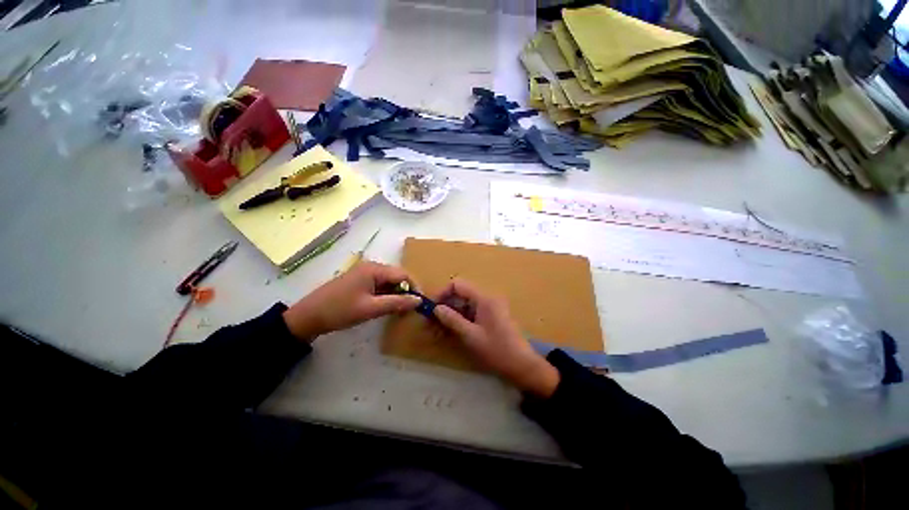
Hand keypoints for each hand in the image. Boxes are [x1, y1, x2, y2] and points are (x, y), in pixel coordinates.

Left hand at [283, 262, 419, 340]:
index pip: (403, 274)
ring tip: (400, 310)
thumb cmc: (340, 311)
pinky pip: (379, 286)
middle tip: (410, 309)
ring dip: (396, 294)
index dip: (414, 288)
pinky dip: (386, 295)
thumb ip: (397, 303)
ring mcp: (364, 273)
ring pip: (388, 282)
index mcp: (374, 269)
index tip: (420, 303)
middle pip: (396, 277)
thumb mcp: (370, 309)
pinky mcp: (359, 282)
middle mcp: (371, 267)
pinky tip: (386, 307)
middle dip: (405, 291)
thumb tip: (419, 301)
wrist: (307, 317)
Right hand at [432, 279, 559, 397]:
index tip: (432, 308)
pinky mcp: (491, 316)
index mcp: (484, 298)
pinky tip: (451, 332)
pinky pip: (472, 313)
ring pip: (465, 304)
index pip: (458, 284)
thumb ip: (452, 320)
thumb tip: (436, 308)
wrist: (523, 365)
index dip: (442, 293)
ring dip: (451, 315)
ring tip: (438, 331)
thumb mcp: (471, 336)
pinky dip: (460, 320)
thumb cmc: (497, 350)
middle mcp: (487, 298)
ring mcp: (490, 307)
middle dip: (445, 306)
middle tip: (431, 323)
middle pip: (460, 294)